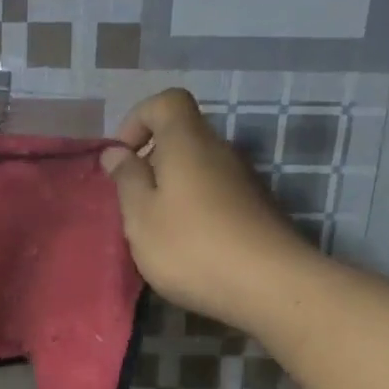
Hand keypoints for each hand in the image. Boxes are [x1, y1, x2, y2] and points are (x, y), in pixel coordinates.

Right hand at [100, 88, 314, 334]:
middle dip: (152, 161)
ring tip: (157, 230)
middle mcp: (220, 151)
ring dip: (173, 189)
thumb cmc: (192, 246)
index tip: (122, 157)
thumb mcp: (141, 216)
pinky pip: (216, 194)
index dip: (138, 119)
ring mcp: (244, 180)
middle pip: (182, 136)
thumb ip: (127, 179)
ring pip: (199, 168)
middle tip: (133, 201)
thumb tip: (116, 152)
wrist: (272, 287)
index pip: (166, 101)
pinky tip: (189, 246)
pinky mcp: (257, 209)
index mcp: (188, 142)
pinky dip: (195, 208)